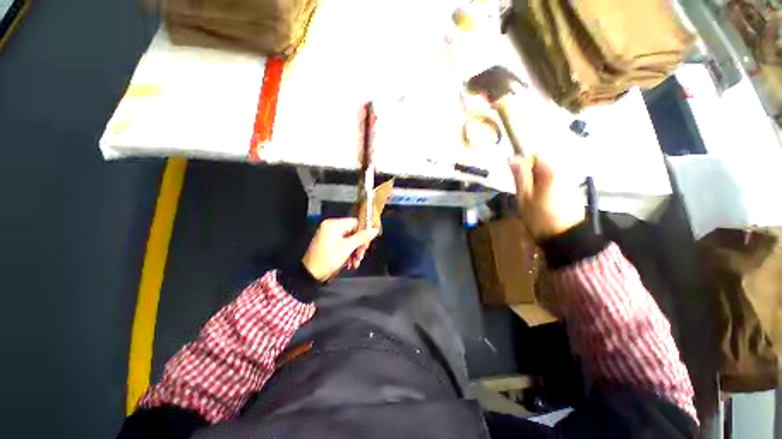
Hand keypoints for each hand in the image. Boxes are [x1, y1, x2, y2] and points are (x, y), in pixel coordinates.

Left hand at [302, 218, 378, 281]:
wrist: (311, 274)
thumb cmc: (327, 259)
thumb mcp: (347, 248)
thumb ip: (362, 237)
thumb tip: (374, 230)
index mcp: (334, 224)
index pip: (355, 223)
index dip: (363, 233)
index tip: (367, 244)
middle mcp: (331, 227)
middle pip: (353, 232)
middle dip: (358, 245)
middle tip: (360, 256)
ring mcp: (329, 235)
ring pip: (349, 239)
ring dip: (354, 251)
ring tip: (355, 262)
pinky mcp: (329, 243)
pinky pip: (343, 244)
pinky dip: (348, 252)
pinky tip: (350, 262)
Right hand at [508, 155, 584, 241]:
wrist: (565, 237)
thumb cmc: (539, 216)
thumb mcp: (524, 196)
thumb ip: (520, 175)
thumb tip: (512, 157)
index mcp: (551, 171)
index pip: (535, 154)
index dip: (523, 163)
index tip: (516, 177)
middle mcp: (564, 171)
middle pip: (543, 164)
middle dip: (531, 174)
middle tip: (523, 191)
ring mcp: (570, 181)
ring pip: (549, 174)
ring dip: (538, 181)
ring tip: (532, 198)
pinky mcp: (573, 190)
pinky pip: (556, 182)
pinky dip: (547, 187)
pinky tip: (543, 201)